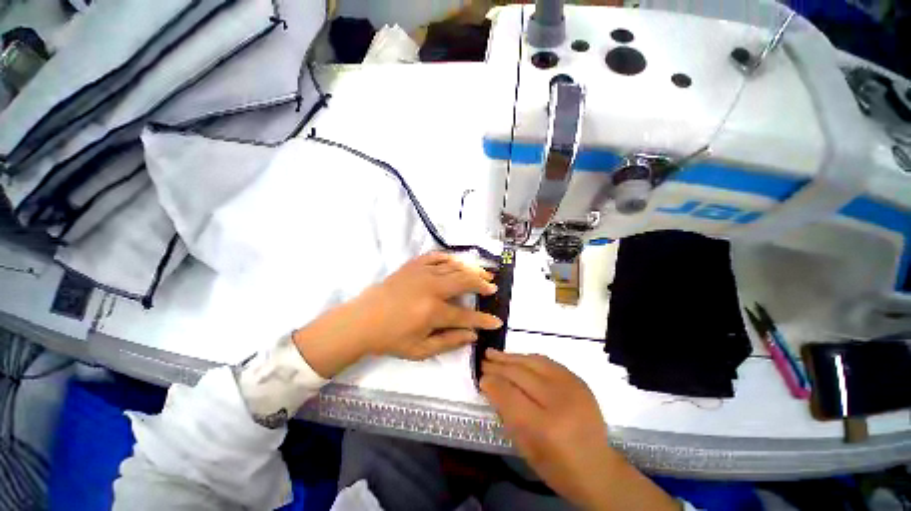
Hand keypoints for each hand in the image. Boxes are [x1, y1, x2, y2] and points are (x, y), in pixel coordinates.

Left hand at [294, 252, 501, 376]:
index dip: (483, 320)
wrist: (362, 320)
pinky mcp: (413, 265)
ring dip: (472, 269)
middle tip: (493, 288)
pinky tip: (459, 262)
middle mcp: (431, 288)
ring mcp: (422, 273)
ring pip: (455, 267)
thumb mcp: (420, 350)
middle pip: (465, 281)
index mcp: (432, 311)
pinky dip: (451, 258)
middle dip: (482, 285)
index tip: (496, 322)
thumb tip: (473, 336)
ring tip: (484, 273)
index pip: (466, 316)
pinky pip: (437, 256)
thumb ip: (449, 342)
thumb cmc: (391, 338)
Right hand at [481, 351, 677, 510]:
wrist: (599, 469)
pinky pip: (547, 362)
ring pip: (533, 361)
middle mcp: (560, 401)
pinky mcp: (578, 380)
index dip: (492, 384)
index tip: (480, 378)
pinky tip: (517, 358)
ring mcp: (572, 387)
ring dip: (511, 357)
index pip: (510, 395)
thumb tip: (490, 386)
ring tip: (494, 353)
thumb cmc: (558, 468)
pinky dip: (528, 358)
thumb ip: (507, 414)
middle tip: (483, 361)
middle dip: (498, 366)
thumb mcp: (526, 449)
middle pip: (521, 374)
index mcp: (547, 427)